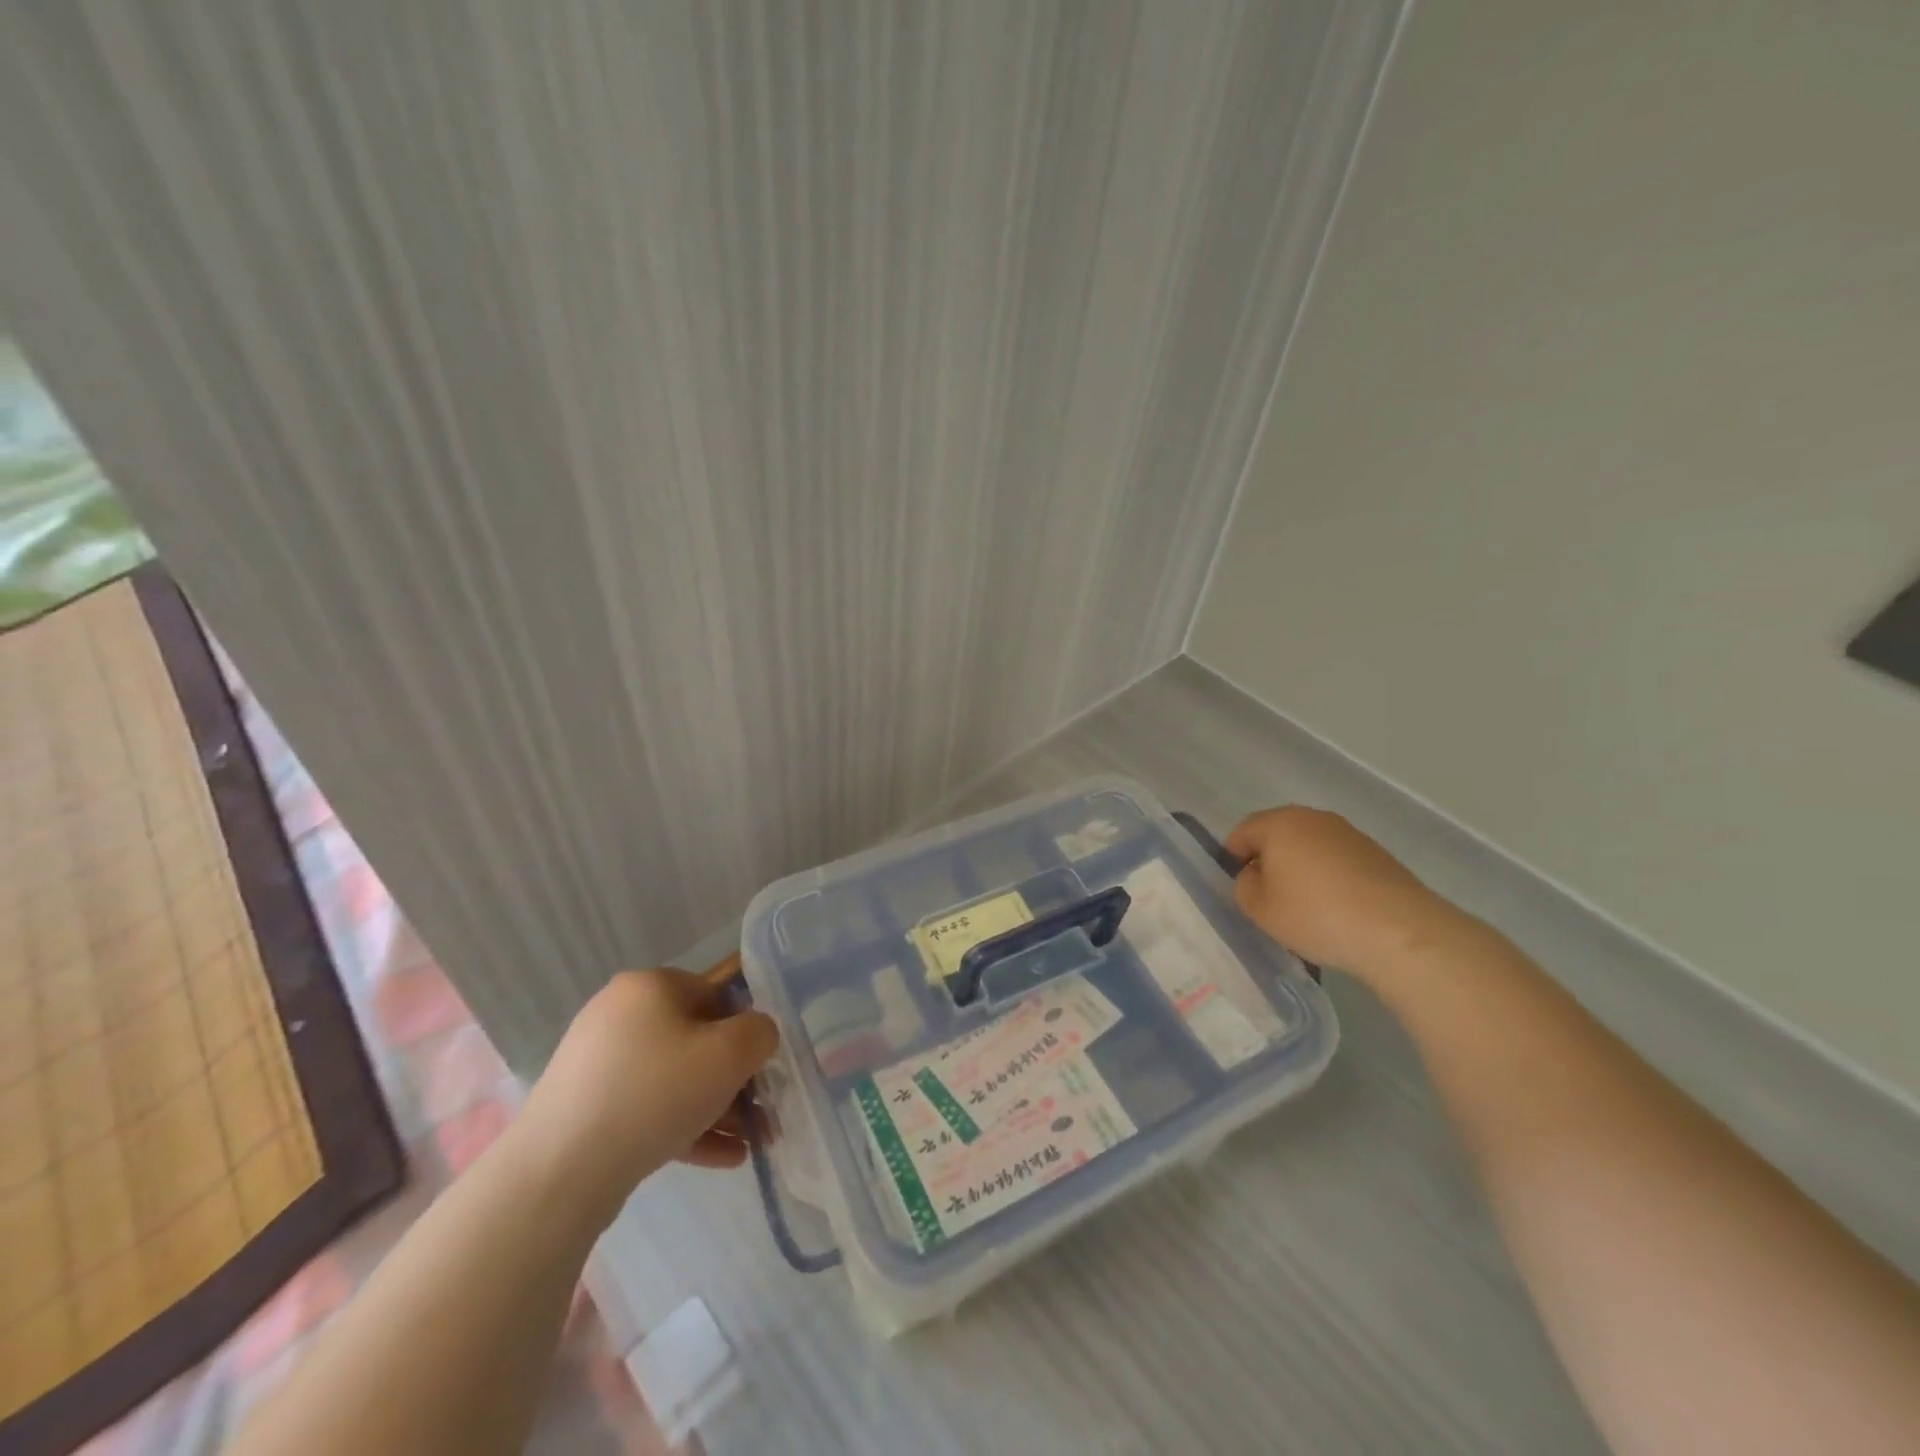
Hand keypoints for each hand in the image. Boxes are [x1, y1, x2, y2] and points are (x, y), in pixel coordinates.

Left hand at [517, 953, 777, 1221]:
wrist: (557, 1173)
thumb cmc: (654, 1094)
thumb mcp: (730, 1054)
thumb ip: (760, 1033)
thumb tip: (756, 1036)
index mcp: (650, 986)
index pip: (717, 995)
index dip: (746, 1031)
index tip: (764, 1070)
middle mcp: (619, 1014)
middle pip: (696, 1041)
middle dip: (735, 1080)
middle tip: (761, 1115)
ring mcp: (597, 1063)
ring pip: (674, 1079)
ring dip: (716, 1108)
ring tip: (747, 1145)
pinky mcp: (584, 1108)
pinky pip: (647, 1109)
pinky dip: (684, 1127)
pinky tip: (721, 1158)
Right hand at [1224, 806, 1459, 976]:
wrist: (1398, 930)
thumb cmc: (1316, 914)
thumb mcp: (1260, 909)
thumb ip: (1244, 886)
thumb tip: (1256, 875)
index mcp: (1280, 823)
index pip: (1243, 831)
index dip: (1233, 856)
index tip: (1237, 885)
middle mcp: (1313, 818)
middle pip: (1279, 835)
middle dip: (1269, 861)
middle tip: (1267, 896)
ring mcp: (1349, 834)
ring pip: (1310, 847)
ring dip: (1300, 869)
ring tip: (1304, 906)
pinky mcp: (1376, 854)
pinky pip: (1337, 861)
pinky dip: (1329, 878)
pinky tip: (1335, 909)